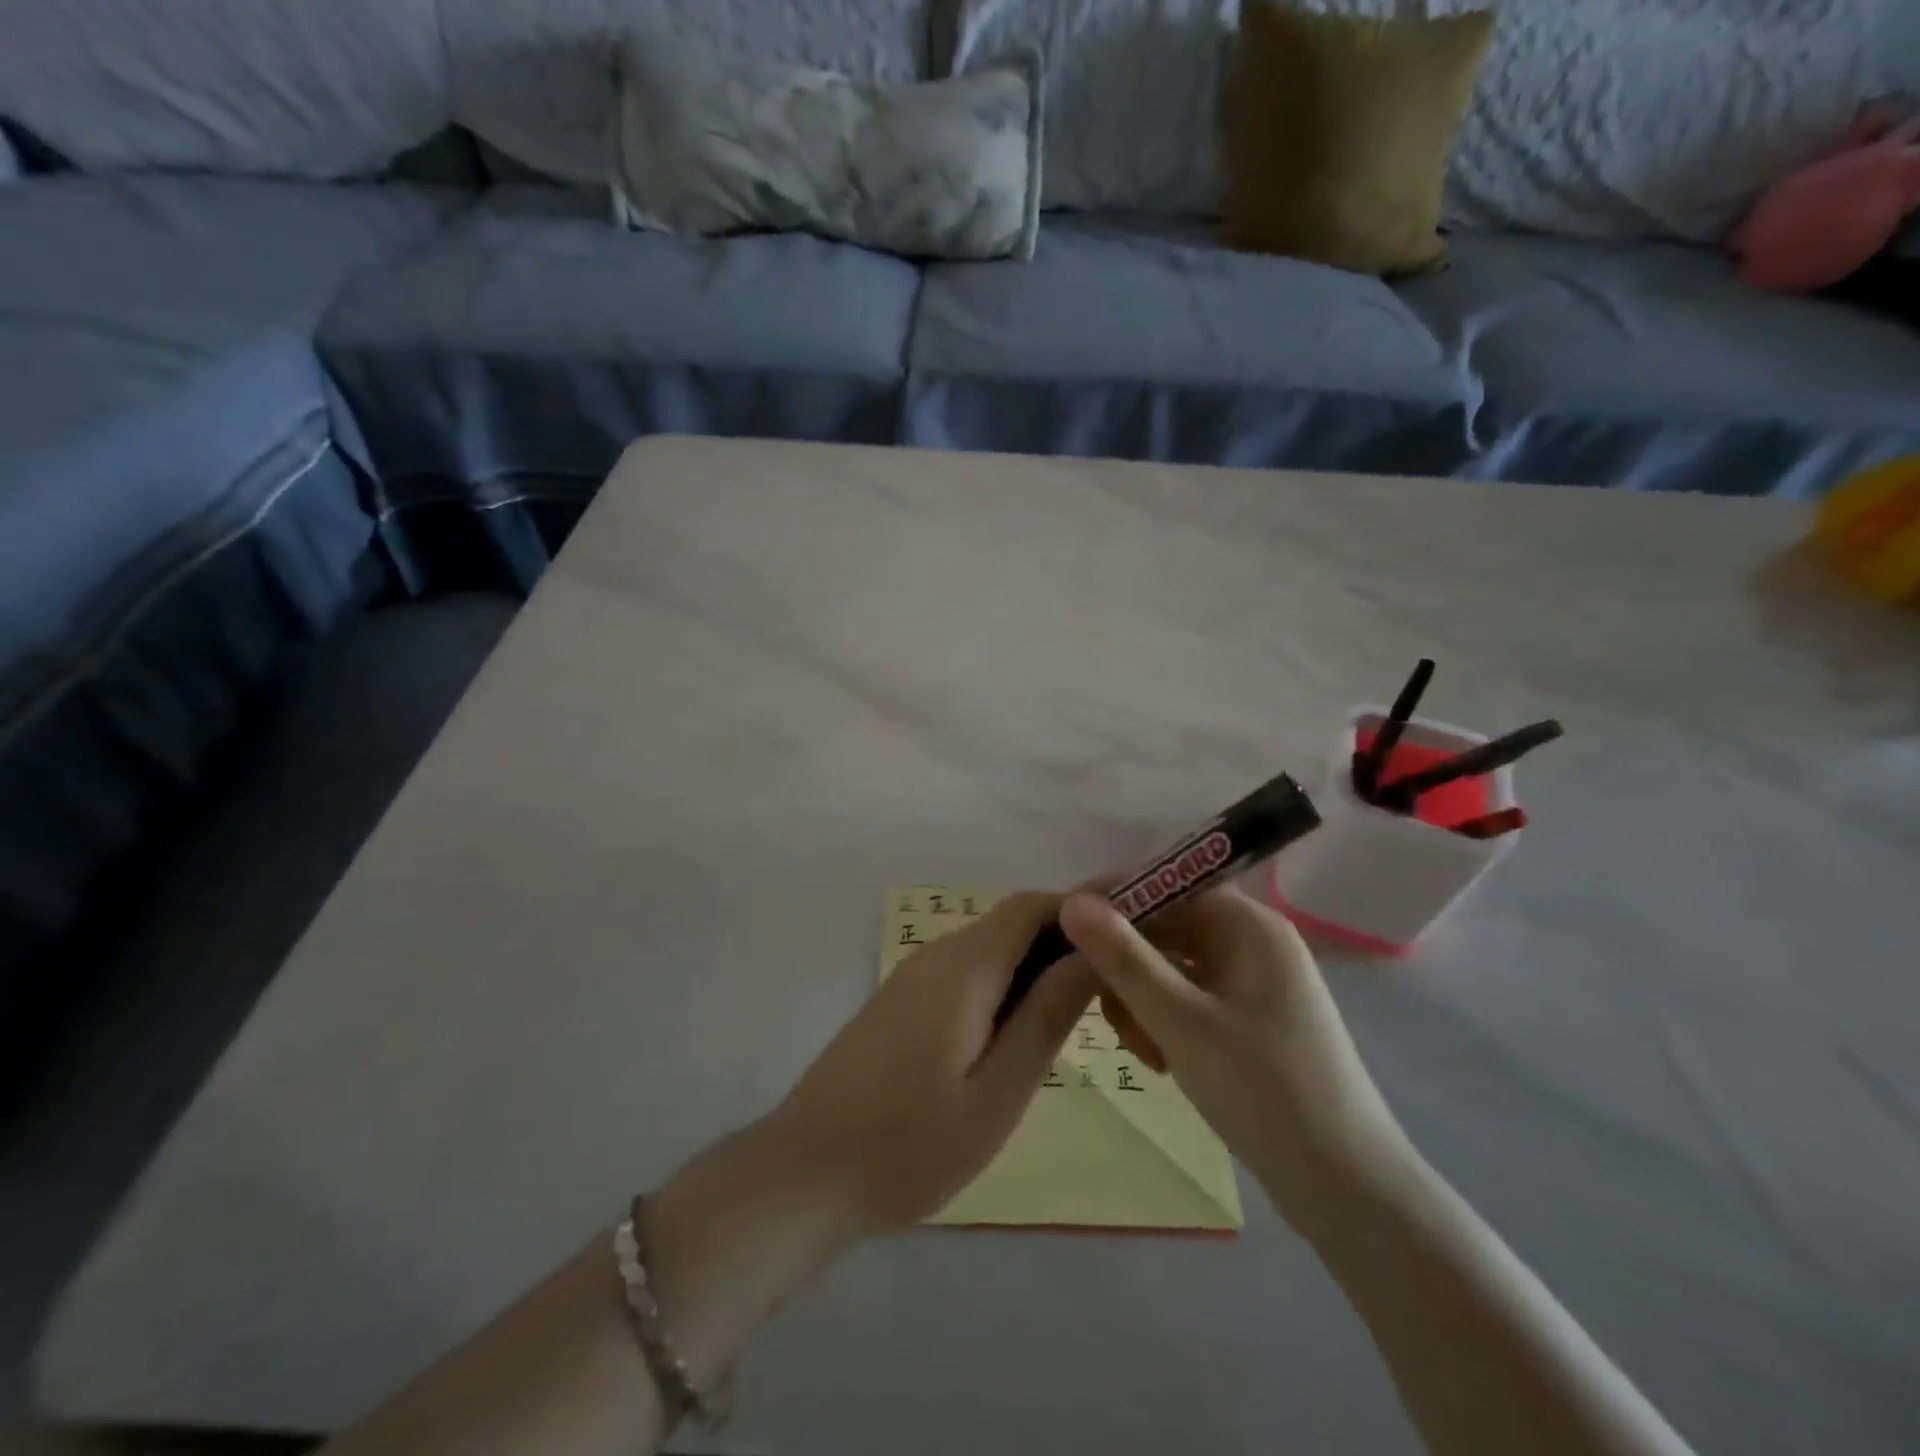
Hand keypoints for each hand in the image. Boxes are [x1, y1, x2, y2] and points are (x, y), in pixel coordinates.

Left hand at [770, 891, 1097, 1236]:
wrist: (805, 1173)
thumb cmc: (911, 1145)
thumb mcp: (997, 1092)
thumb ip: (1046, 1016)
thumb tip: (1092, 953)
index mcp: (964, 967)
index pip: (1032, 905)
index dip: (1082, 909)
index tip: (1128, 937)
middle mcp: (937, 955)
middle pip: (1012, 923)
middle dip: (1065, 943)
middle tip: (1113, 993)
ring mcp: (913, 977)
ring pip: (989, 949)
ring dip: (1035, 967)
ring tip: (1078, 1017)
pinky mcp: (900, 1002)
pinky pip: (965, 974)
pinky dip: (1004, 986)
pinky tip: (1018, 1035)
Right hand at [1058, 886, 1413, 1240]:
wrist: (1347, 1190)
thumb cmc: (1264, 1093)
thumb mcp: (1181, 1023)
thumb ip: (1123, 959)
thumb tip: (1071, 901)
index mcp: (1249, 926)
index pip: (1167, 885)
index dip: (1114, 901)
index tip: (1067, 931)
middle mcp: (1253, 942)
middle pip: (1168, 928)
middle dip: (1128, 967)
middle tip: (1104, 1013)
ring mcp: (1254, 983)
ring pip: (1173, 967)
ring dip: (1143, 1000)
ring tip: (1142, 1052)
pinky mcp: (1251, 1019)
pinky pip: (1191, 998)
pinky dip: (1166, 1020)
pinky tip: (1161, 1061)